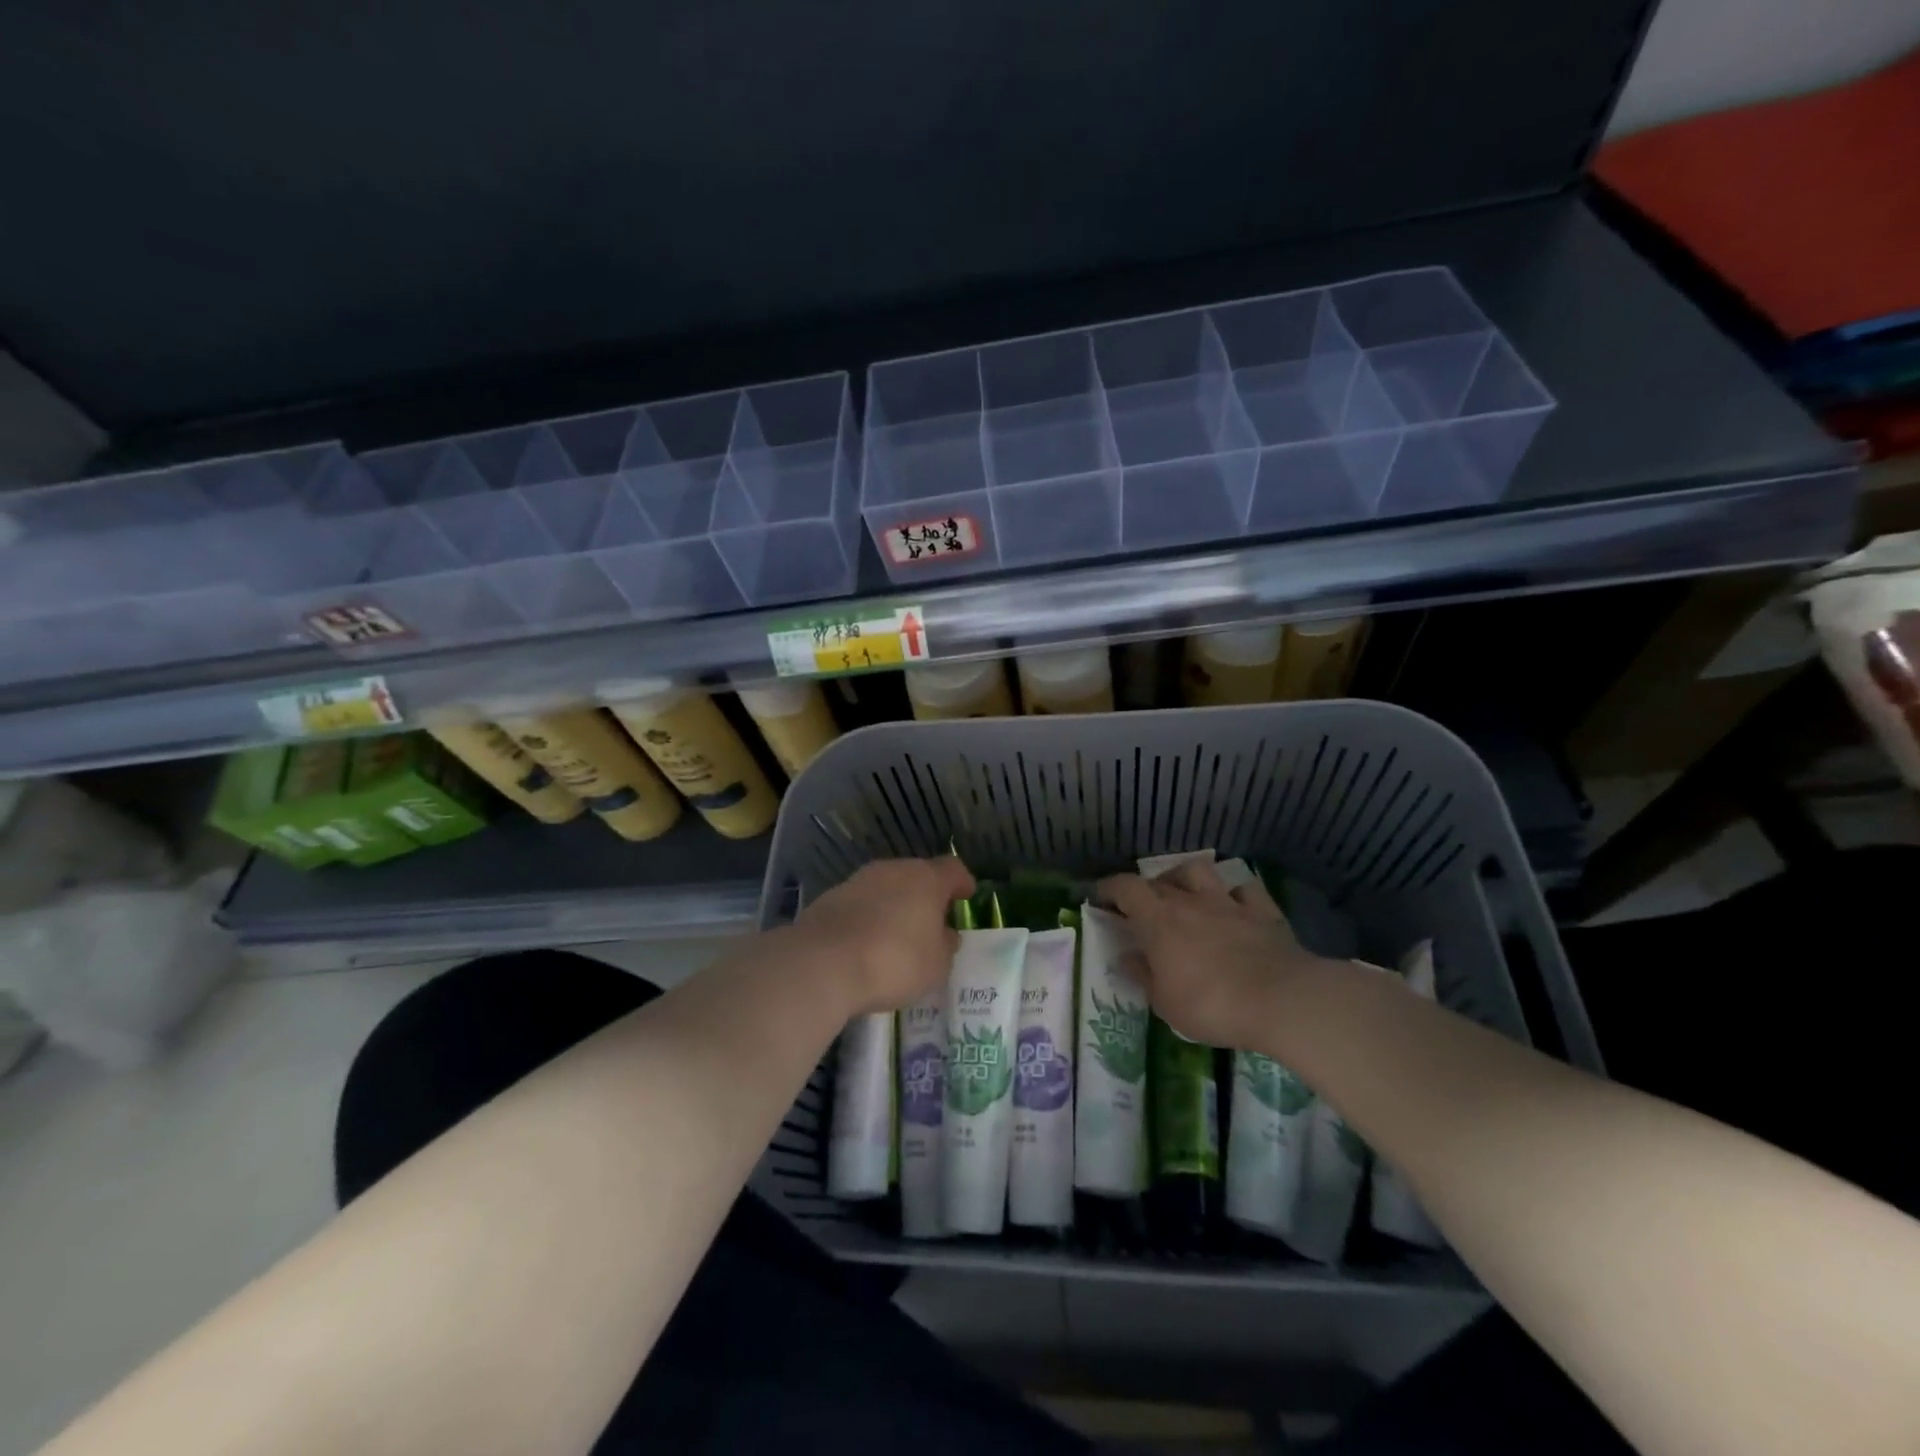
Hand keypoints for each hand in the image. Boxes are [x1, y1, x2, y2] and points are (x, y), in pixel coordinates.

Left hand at [790, 857, 974, 1015]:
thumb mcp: (936, 964)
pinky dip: (868, 918)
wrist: (823, 963)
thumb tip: (945, 934)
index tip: (967, 895)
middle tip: (931, 922)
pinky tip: (866, 943)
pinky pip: (860, 904)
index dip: (962, 882)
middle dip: (925, 896)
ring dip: (894, 905)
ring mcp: (858, 881)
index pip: (953, 869)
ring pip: (886, 888)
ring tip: (897, 935)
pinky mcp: (830, 898)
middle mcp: (893, 870)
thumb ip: (945, 945)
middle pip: (917, 875)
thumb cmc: (894, 961)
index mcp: (926, 879)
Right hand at [1097, 861, 1325, 1047]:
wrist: (1280, 1000)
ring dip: (1185, 878)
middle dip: (1144, 889)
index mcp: (1159, 919)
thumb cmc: (1211, 1004)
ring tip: (1183, 893)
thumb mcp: (1164, 1002)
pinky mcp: (1262, 911)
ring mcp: (1228, 902)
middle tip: (1139, 907)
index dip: (1109, 888)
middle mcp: (1190, 901)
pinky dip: (1233, 893)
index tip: (1099, 896)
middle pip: (1159, 881)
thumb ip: (1143, 975)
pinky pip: (1244, 889)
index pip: (1125, 888)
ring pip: (1200, 871)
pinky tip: (1232, 905)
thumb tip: (1126, 956)